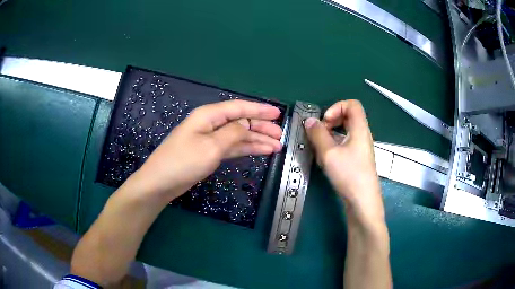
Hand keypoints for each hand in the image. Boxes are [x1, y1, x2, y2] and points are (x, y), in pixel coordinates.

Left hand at [131, 99, 282, 200]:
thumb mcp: (211, 146)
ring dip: (257, 140)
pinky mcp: (210, 153)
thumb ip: (232, 133)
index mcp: (209, 115)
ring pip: (238, 135)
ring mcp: (210, 139)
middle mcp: (210, 124)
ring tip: (276, 146)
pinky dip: (247, 148)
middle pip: (240, 122)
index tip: (277, 114)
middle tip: (280, 135)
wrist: (161, 182)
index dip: (259, 110)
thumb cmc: (183, 161)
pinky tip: (261, 151)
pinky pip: (232, 147)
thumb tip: (246, 125)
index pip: (238, 108)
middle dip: (261, 127)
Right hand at [304, 100, 383, 222]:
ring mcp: (361, 149)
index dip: (336, 107)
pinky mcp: (358, 160)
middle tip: (320, 133)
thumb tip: (309, 121)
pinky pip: (346, 144)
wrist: (363, 202)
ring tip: (320, 149)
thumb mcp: (329, 153)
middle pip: (349, 116)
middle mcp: (363, 136)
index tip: (325, 121)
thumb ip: (317, 134)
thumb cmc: (349, 175)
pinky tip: (326, 161)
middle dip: (331, 121)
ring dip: (331, 135)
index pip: (352, 104)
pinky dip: (335, 146)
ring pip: (346, 132)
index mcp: (360, 129)